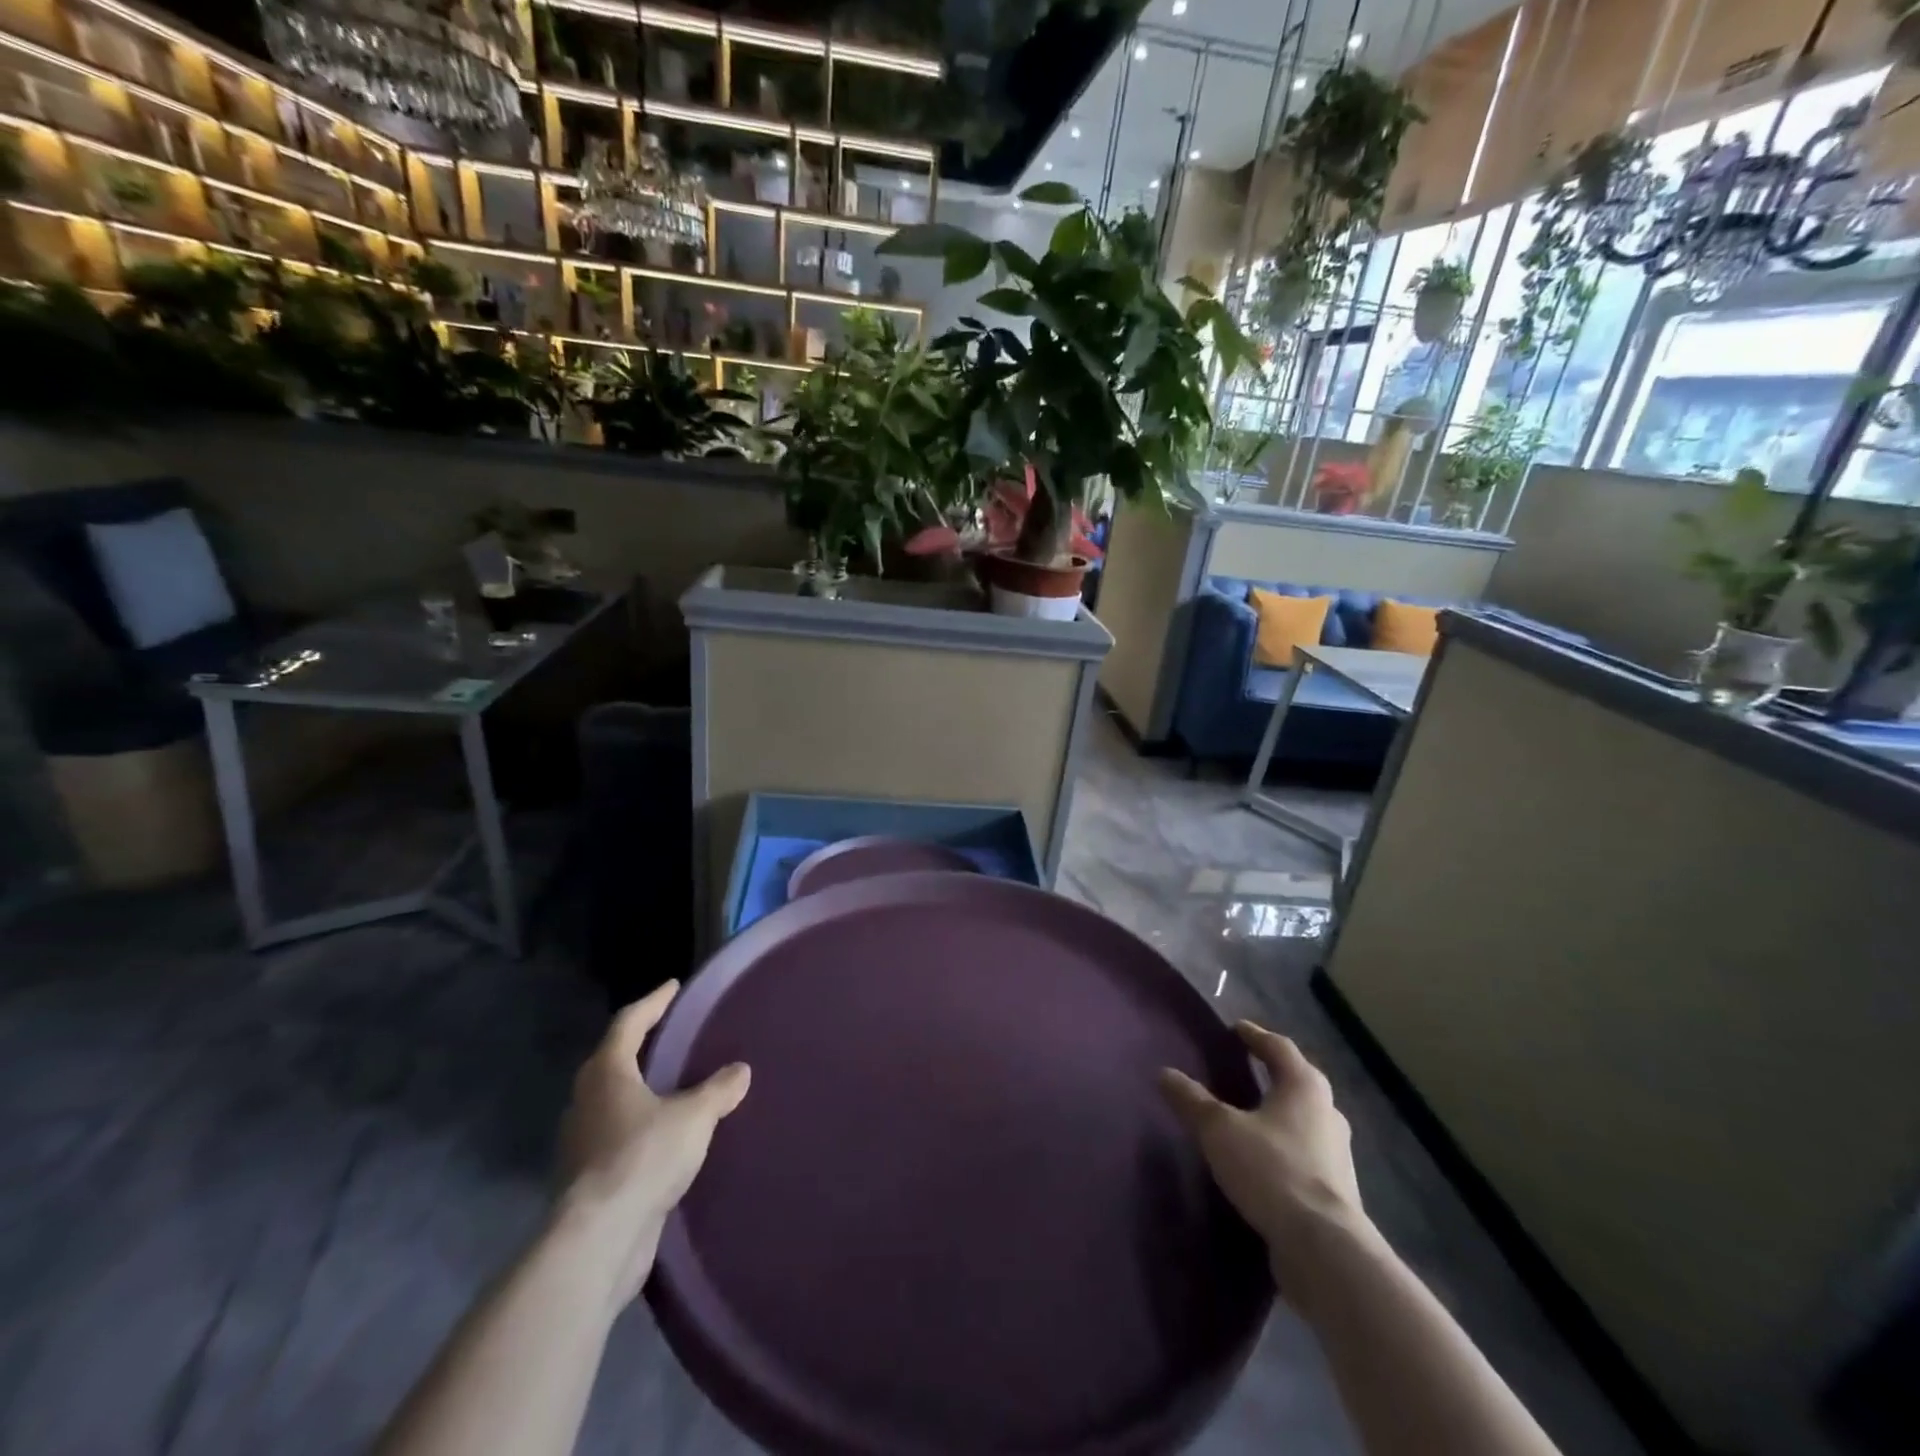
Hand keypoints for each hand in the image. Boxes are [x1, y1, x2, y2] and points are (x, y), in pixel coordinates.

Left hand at [555, 981, 750, 1307]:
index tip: (673, 986)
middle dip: (640, 1045)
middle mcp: (586, 1100)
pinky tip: (662, 1135)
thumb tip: (740, 1070)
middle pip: (612, 1060)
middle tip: (670, 1033)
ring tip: (671, 1085)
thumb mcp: (694, 1116)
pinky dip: (637, 1126)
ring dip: (637, 1089)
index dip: (653, 1002)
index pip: (629, 1022)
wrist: (599, 1239)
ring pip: (611, 1100)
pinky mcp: (586, 1178)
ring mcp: (581, 1141)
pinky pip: (615, 1135)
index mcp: (607, 1073)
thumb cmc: (643, 1157)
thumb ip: (718, 1090)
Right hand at [1160, 1020, 1371, 1291]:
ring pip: (1304, 1119)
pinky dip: (1284, 1147)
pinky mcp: (1336, 1191)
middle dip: (1272, 1073)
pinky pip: (1305, 1154)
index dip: (1255, 1036)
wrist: (1324, 1249)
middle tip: (1244, 1068)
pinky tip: (1264, 1159)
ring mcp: (1337, 1154)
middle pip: (1298, 1081)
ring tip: (1250, 1115)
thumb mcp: (1219, 1130)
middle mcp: (1327, 1113)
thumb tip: (1164, 1073)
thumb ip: (1192, 1100)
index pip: (1279, 1047)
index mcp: (1304, 1086)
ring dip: (1280, 1112)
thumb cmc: (1272, 1170)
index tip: (1236, 1029)